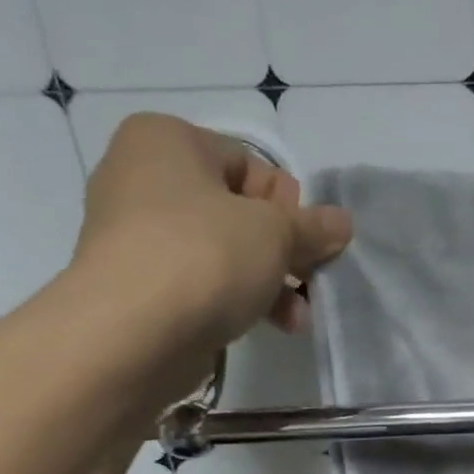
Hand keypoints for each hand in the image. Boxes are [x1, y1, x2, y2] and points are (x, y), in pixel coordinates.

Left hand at [74, 112, 351, 348]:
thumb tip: (341, 222)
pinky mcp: (138, 283)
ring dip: (269, 282)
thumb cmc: (206, 256)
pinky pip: (201, 281)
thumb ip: (313, 227)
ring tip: (296, 317)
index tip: (306, 241)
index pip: (249, 163)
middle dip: (283, 251)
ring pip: (223, 251)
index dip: (288, 205)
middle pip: (238, 211)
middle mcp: (142, 177)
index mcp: (166, 140)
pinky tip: (268, 325)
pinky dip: (236, 298)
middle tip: (309, 280)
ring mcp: (135, 234)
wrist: (133, 333)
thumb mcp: (276, 233)